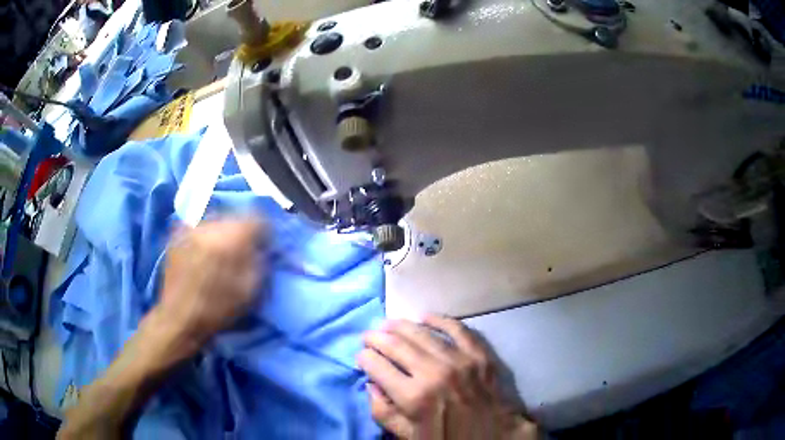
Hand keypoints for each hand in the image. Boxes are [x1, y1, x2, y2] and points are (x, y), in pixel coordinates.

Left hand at [156, 218, 268, 346]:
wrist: (180, 318)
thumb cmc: (218, 309)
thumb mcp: (250, 290)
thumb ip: (259, 260)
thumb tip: (261, 244)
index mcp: (231, 239)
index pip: (257, 218)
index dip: (264, 231)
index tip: (264, 244)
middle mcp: (210, 226)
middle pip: (235, 216)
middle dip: (242, 230)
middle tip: (243, 249)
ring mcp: (191, 228)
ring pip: (216, 219)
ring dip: (223, 232)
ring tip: (221, 251)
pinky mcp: (177, 234)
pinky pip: (199, 226)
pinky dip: (206, 235)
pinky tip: (204, 252)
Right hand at [358, 315, 536, 439]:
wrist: (494, 438)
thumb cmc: (448, 439)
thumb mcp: (408, 436)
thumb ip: (384, 413)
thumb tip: (371, 385)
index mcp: (414, 397)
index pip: (378, 367)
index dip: (364, 358)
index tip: (361, 357)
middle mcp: (434, 373)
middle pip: (396, 345)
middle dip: (377, 338)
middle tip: (368, 336)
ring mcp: (460, 361)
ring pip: (423, 334)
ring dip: (401, 326)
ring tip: (389, 324)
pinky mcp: (479, 355)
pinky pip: (458, 330)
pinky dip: (440, 320)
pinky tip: (426, 317)